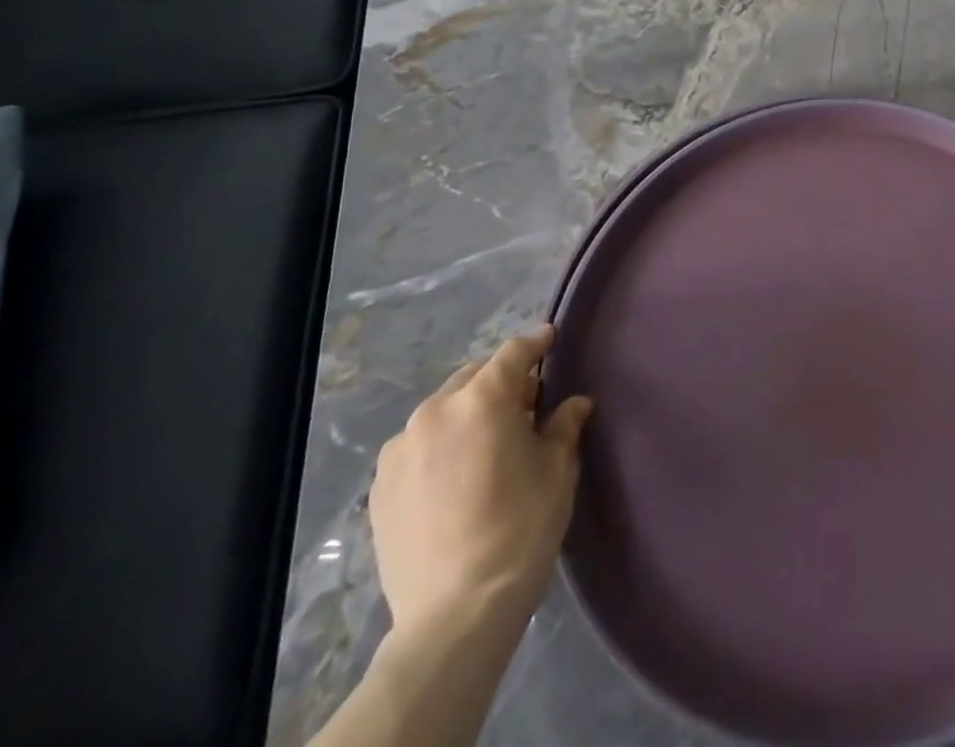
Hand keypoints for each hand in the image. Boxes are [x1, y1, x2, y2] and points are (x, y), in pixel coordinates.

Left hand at [369, 326, 592, 643]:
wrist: (454, 615)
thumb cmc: (519, 529)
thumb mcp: (557, 470)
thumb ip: (563, 425)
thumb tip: (574, 404)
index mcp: (482, 400)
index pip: (514, 353)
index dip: (536, 343)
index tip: (551, 339)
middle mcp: (435, 412)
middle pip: (475, 377)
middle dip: (502, 383)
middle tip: (527, 406)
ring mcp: (400, 450)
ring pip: (444, 410)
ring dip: (468, 414)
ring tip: (488, 445)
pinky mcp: (380, 487)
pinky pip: (419, 445)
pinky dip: (442, 445)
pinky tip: (458, 475)